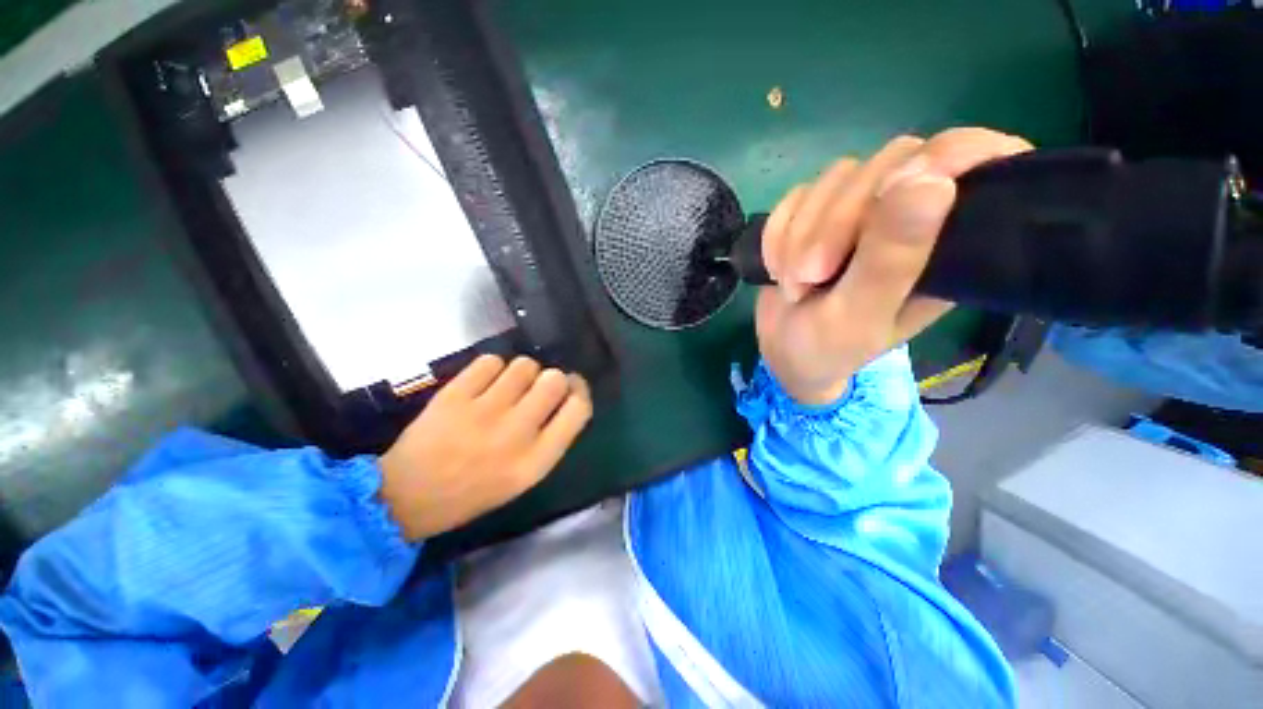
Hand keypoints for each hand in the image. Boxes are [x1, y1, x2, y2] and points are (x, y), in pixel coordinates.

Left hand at [378, 355, 592, 539]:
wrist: (405, 497)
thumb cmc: (472, 492)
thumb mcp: (524, 478)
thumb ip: (550, 438)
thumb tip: (565, 397)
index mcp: (536, 460)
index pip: (578, 409)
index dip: (580, 390)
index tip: (572, 386)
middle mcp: (516, 433)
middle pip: (555, 379)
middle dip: (552, 378)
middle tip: (537, 388)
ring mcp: (483, 412)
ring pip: (524, 365)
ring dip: (523, 372)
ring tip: (508, 386)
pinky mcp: (454, 395)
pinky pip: (490, 362)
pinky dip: (492, 368)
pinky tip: (483, 383)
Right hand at [757, 128, 1032, 404]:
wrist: (782, 352)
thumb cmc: (829, 347)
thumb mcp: (860, 315)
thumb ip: (891, 259)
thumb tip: (930, 180)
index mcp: (945, 242)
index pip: (973, 159)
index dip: (946, 156)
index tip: (896, 191)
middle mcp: (909, 215)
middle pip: (888, 162)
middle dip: (835, 222)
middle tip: (811, 276)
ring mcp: (859, 211)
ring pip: (836, 178)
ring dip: (799, 234)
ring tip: (794, 284)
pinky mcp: (818, 213)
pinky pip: (796, 197)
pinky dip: (778, 233)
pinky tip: (777, 267)